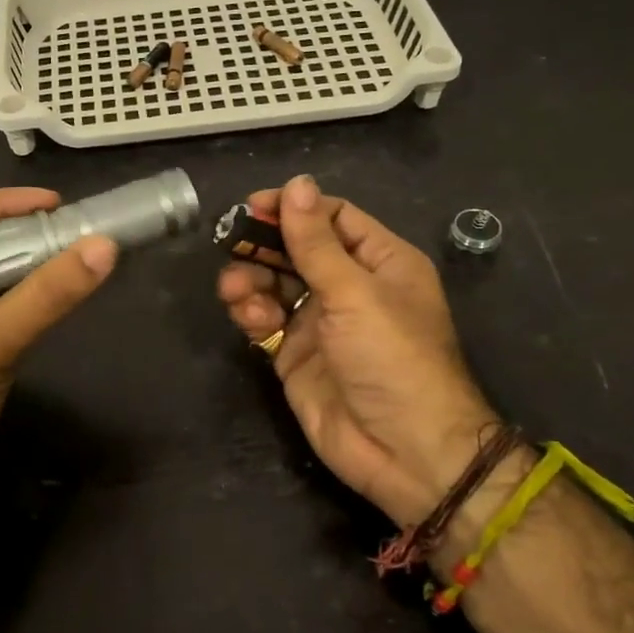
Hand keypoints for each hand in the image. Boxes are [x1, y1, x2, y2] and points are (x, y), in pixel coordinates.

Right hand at [217, 175, 495, 525]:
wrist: (403, 450)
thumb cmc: (392, 358)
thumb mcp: (355, 292)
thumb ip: (315, 241)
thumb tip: (296, 182)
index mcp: (379, 261)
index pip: (332, 217)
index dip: (293, 208)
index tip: (253, 205)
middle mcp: (349, 286)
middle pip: (296, 248)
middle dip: (263, 245)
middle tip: (230, 242)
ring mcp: (320, 321)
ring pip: (274, 283)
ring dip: (250, 279)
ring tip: (234, 288)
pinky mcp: (294, 353)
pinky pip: (265, 320)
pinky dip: (251, 313)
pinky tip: (249, 317)